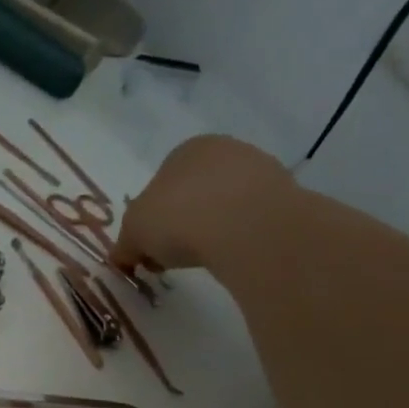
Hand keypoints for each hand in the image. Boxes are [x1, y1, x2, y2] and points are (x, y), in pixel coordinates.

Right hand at [110, 134, 292, 273]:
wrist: (245, 225)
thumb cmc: (177, 217)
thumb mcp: (133, 234)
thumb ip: (124, 246)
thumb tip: (122, 258)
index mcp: (185, 149)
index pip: (160, 184)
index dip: (150, 219)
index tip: (149, 247)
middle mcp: (224, 150)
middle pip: (193, 192)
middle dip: (182, 223)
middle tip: (174, 255)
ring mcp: (260, 169)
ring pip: (225, 204)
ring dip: (212, 229)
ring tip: (206, 257)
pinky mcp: (286, 194)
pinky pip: (251, 219)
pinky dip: (239, 236)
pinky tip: (233, 253)